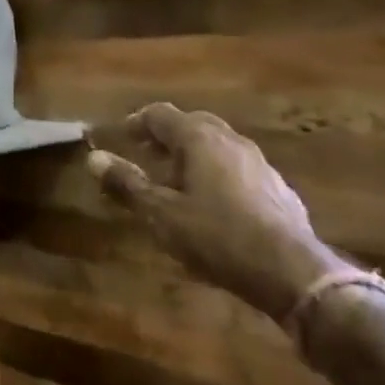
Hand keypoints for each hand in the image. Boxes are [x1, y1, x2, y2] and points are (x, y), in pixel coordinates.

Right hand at [86, 103, 336, 321]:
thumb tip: (93, 157)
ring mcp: (258, 162)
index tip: (121, 136)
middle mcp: (230, 140)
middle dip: (166, 135)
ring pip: (218, 146)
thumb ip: (127, 183)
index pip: (161, 114)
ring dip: (193, 154)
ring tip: (176, 180)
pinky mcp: (277, 188)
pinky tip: (214, 202)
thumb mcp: (161, 213)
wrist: (290, 271)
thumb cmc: (215, 236)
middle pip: (193, 124)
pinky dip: (217, 173)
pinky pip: (237, 168)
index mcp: (199, 138)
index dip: (137, 122)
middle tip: (146, 154)